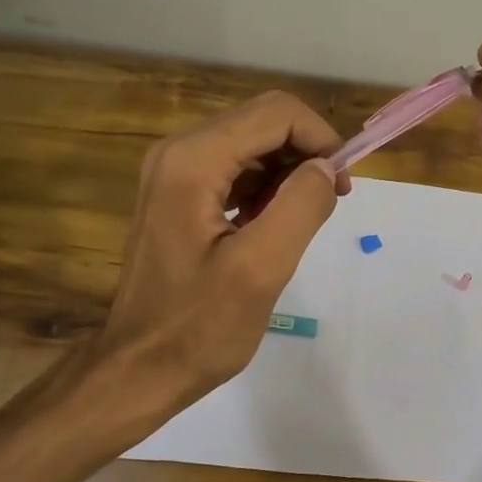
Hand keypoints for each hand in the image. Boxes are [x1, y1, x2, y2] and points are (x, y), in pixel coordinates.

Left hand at [96, 91, 347, 410]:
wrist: (140, 368)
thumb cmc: (199, 326)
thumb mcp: (261, 269)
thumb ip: (301, 207)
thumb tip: (325, 168)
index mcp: (193, 161)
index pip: (275, 113)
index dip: (320, 138)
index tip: (342, 184)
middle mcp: (178, 152)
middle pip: (262, 121)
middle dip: (306, 151)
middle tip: (331, 200)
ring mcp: (174, 171)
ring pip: (251, 143)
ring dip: (288, 171)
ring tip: (304, 219)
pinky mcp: (177, 193)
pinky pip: (235, 168)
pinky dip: (265, 186)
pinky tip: (273, 225)